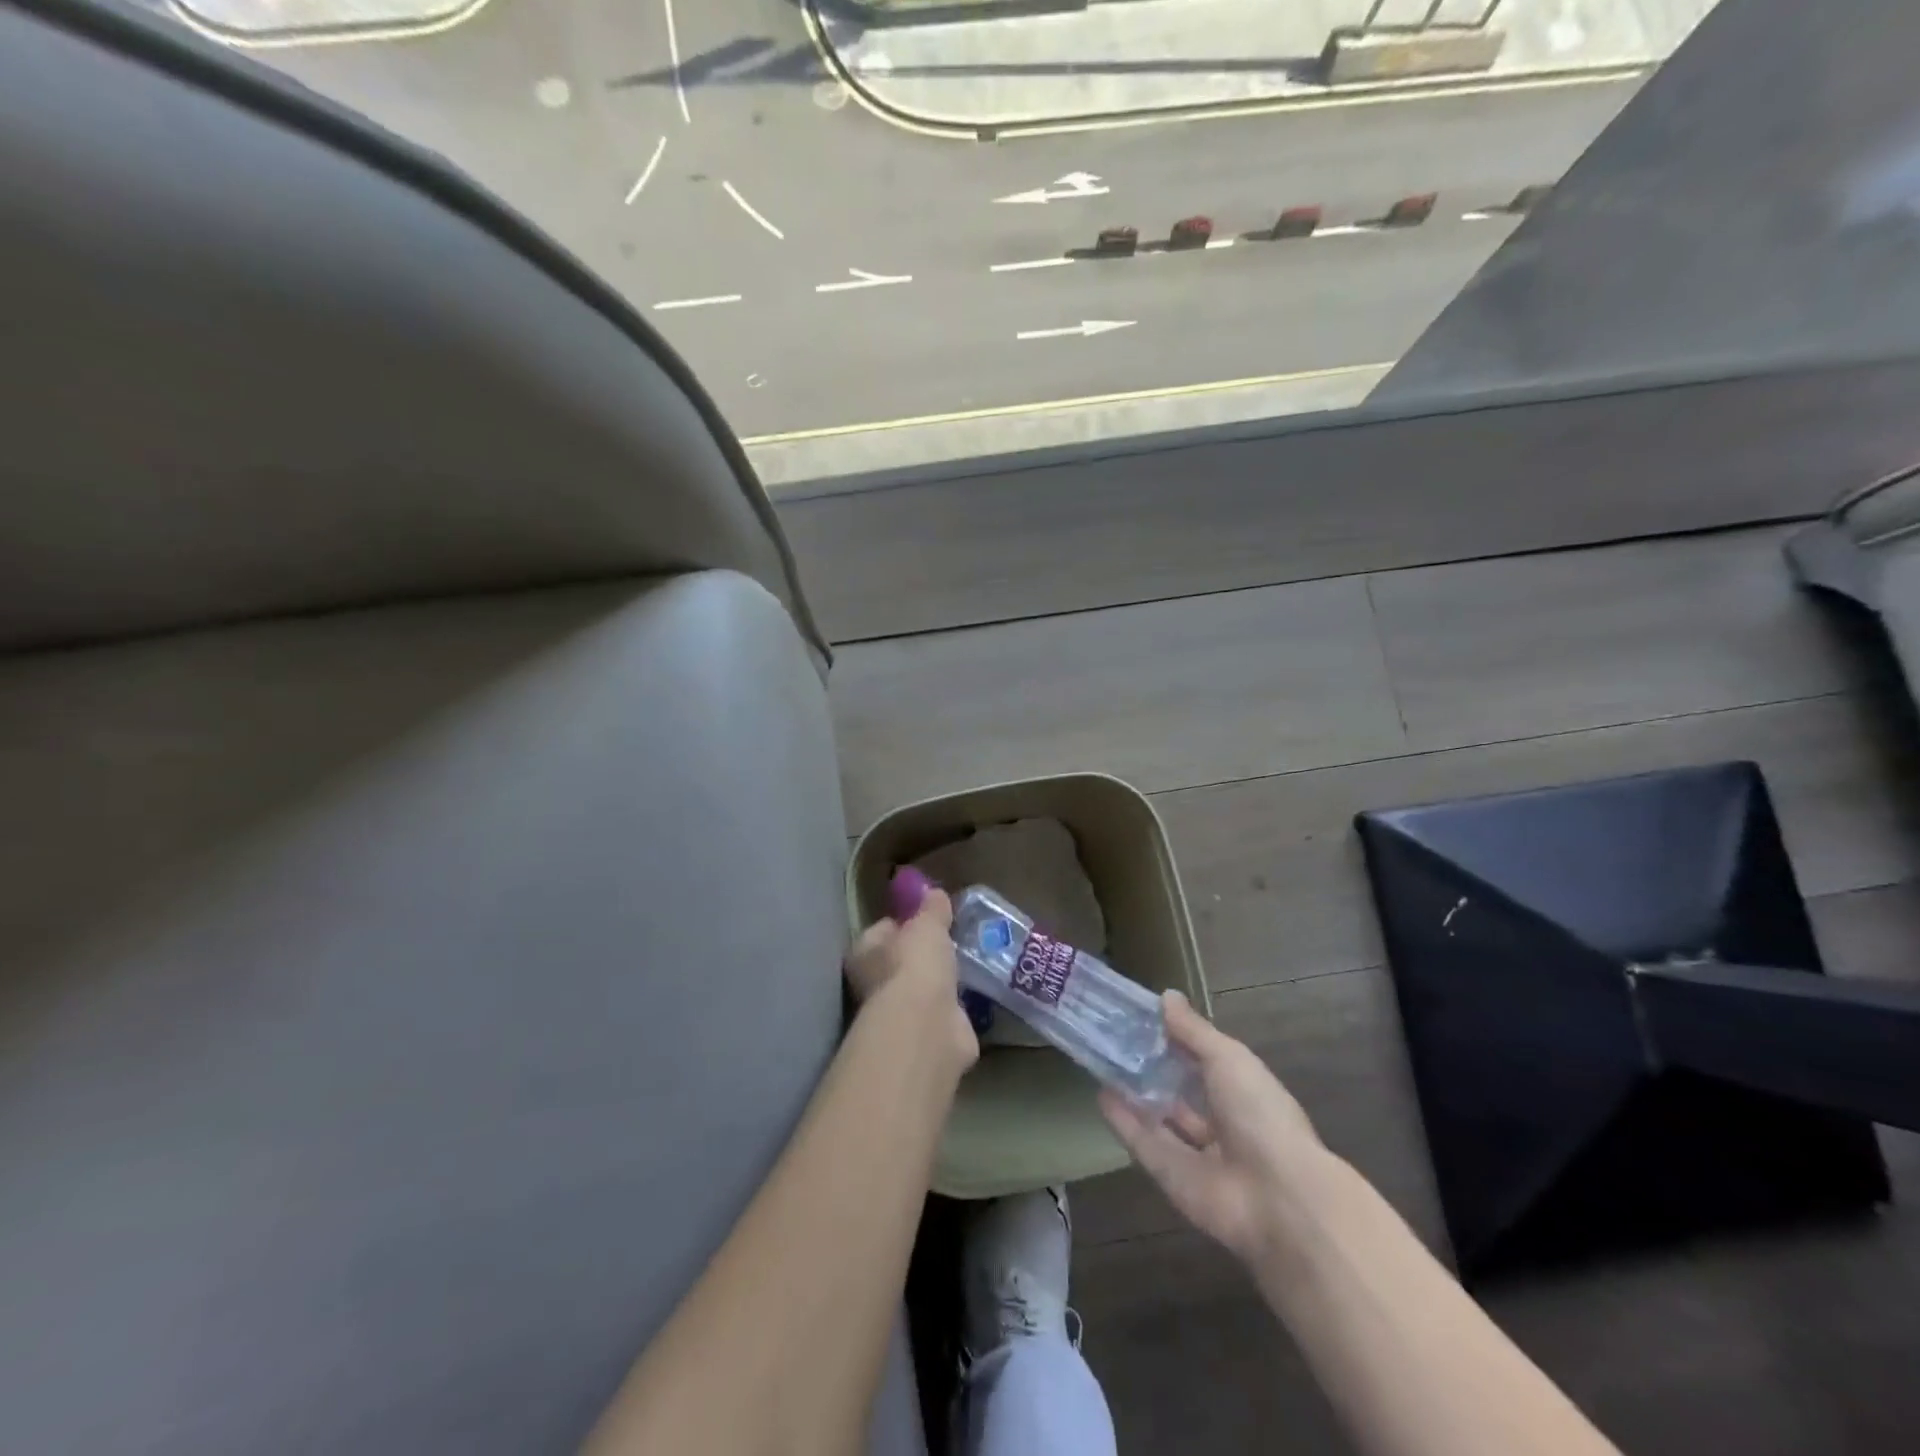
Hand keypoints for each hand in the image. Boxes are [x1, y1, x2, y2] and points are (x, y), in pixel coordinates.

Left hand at [846, 887, 978, 1072]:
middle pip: (901, 961)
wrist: (927, 1026)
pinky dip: (953, 1006)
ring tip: (967, 963)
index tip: (929, 915)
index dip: (905, 922)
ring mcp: (899, 1013)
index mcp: (864, 953)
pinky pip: (941, 1012)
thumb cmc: (915, 964)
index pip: (883, 930)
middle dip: (924, 953)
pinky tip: (972, 994)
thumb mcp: (927, 924)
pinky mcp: (925, 1035)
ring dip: (940, 980)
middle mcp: (874, 985)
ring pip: (922, 988)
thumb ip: (931, 909)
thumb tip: (934, 893)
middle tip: (952, 939)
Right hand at [1100, 991, 1327, 1266]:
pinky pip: (1143, 1143)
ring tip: (1103, 1060)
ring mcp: (1196, 1152)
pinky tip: (1100, 1094)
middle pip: (1181, 1090)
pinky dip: (1123, 1121)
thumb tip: (1166, 996)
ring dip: (1135, 1093)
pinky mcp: (1171, 1176)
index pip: (1204, 1059)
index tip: (1142, 1014)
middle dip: (1153, 1066)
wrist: (1275, 1198)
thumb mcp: (1228, 1058)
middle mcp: (1221, 1121)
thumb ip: (1193, 1031)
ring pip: (1160, 1117)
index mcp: (1242, 1091)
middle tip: (1114, 1036)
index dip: (1177, 1038)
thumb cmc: (1259, 1114)